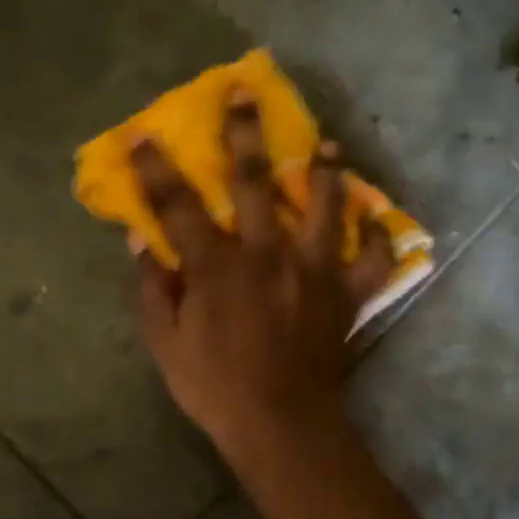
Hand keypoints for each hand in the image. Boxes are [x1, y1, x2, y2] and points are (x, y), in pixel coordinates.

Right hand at [132, 90, 393, 465]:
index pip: (179, 205)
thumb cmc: (215, 386)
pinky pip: (372, 261)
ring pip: (324, 207)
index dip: (157, 168)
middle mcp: (268, 254)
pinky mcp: (346, 295)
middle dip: (245, 134)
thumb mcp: (166, 343)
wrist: (282, 425)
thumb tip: (140, 239)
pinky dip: (378, 239)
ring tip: (326, 145)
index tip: (142, 135)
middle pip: (254, 183)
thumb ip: (153, 287)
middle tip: (244, 93)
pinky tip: (375, 221)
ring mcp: (314, 271)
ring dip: (325, 171)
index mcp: (218, 266)